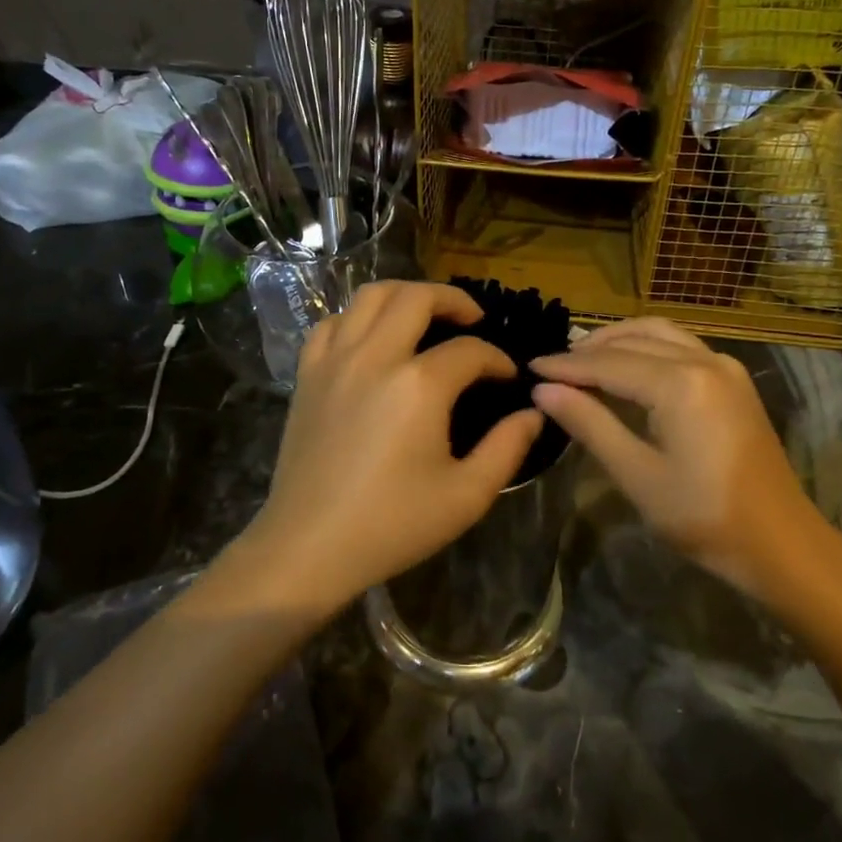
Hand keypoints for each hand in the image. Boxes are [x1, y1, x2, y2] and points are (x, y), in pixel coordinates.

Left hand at [236, 281, 544, 614]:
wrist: (309, 546)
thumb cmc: (392, 524)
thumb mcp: (467, 496)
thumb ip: (507, 448)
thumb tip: (533, 413)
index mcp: (419, 385)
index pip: (470, 351)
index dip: (497, 360)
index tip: (508, 378)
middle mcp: (375, 356)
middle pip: (417, 297)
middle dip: (454, 300)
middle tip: (473, 320)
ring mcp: (335, 360)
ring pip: (370, 295)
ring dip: (405, 296)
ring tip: (425, 315)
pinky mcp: (308, 373)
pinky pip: (333, 322)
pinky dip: (357, 317)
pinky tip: (371, 338)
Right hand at [530, 318, 827, 593]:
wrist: (781, 543)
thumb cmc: (703, 517)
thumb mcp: (637, 474)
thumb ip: (589, 424)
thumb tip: (544, 391)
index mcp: (680, 384)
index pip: (608, 364)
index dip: (566, 366)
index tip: (530, 367)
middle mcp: (704, 360)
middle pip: (633, 341)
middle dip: (588, 351)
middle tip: (551, 368)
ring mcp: (724, 366)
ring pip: (659, 333)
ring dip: (618, 340)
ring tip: (583, 359)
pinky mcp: (733, 379)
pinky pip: (680, 345)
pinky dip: (647, 346)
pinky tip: (627, 366)